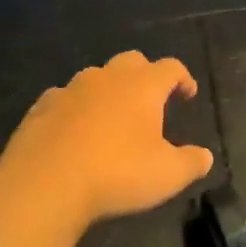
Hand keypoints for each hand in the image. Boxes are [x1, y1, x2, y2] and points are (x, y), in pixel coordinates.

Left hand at [0, 51, 214, 227]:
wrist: (44, 184)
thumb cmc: (116, 174)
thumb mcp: (167, 175)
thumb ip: (191, 162)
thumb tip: (205, 156)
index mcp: (142, 86)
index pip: (170, 68)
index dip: (183, 78)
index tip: (188, 94)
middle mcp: (107, 77)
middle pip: (132, 61)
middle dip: (145, 76)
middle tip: (150, 101)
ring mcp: (70, 89)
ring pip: (95, 77)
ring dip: (108, 90)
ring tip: (112, 117)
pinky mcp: (41, 107)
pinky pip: (64, 99)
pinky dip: (75, 108)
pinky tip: (74, 131)